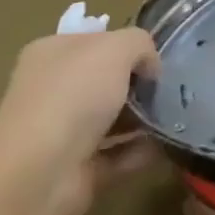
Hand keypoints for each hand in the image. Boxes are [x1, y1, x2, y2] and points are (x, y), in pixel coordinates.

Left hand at [0, 28, 159, 214]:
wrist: (39, 174)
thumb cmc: (73, 97)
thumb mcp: (115, 48)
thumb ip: (140, 44)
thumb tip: (149, 68)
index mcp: (51, 54)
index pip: (96, 41)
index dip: (128, 47)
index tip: (155, 61)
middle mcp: (52, 89)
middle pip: (106, 80)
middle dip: (140, 84)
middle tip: (169, 89)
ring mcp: (63, 130)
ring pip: (113, 117)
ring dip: (144, 118)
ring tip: (175, 116)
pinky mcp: (77, 166)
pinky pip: (118, 152)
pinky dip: (141, 150)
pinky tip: (164, 144)